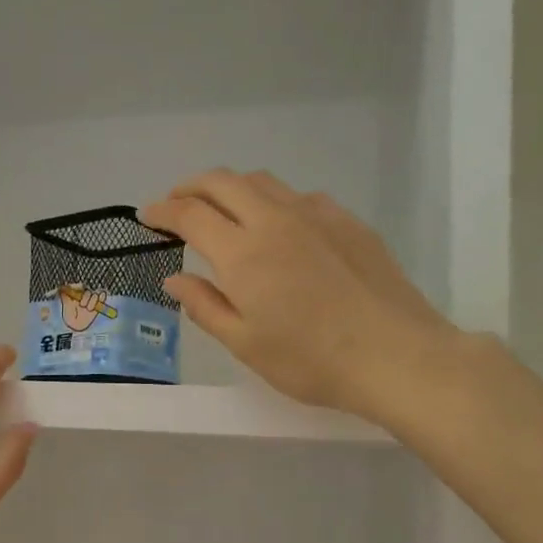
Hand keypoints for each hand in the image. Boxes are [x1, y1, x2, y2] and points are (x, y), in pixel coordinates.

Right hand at [140, 170, 458, 427]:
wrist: (395, 356)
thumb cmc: (310, 360)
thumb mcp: (245, 344)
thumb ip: (205, 306)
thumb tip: (174, 279)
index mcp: (243, 253)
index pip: (191, 215)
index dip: (163, 211)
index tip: (147, 216)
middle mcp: (275, 220)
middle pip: (224, 182)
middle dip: (191, 187)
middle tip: (176, 204)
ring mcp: (316, 215)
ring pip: (262, 182)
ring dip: (231, 188)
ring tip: (221, 210)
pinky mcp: (347, 221)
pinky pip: (298, 196)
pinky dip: (272, 200)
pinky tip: (277, 226)